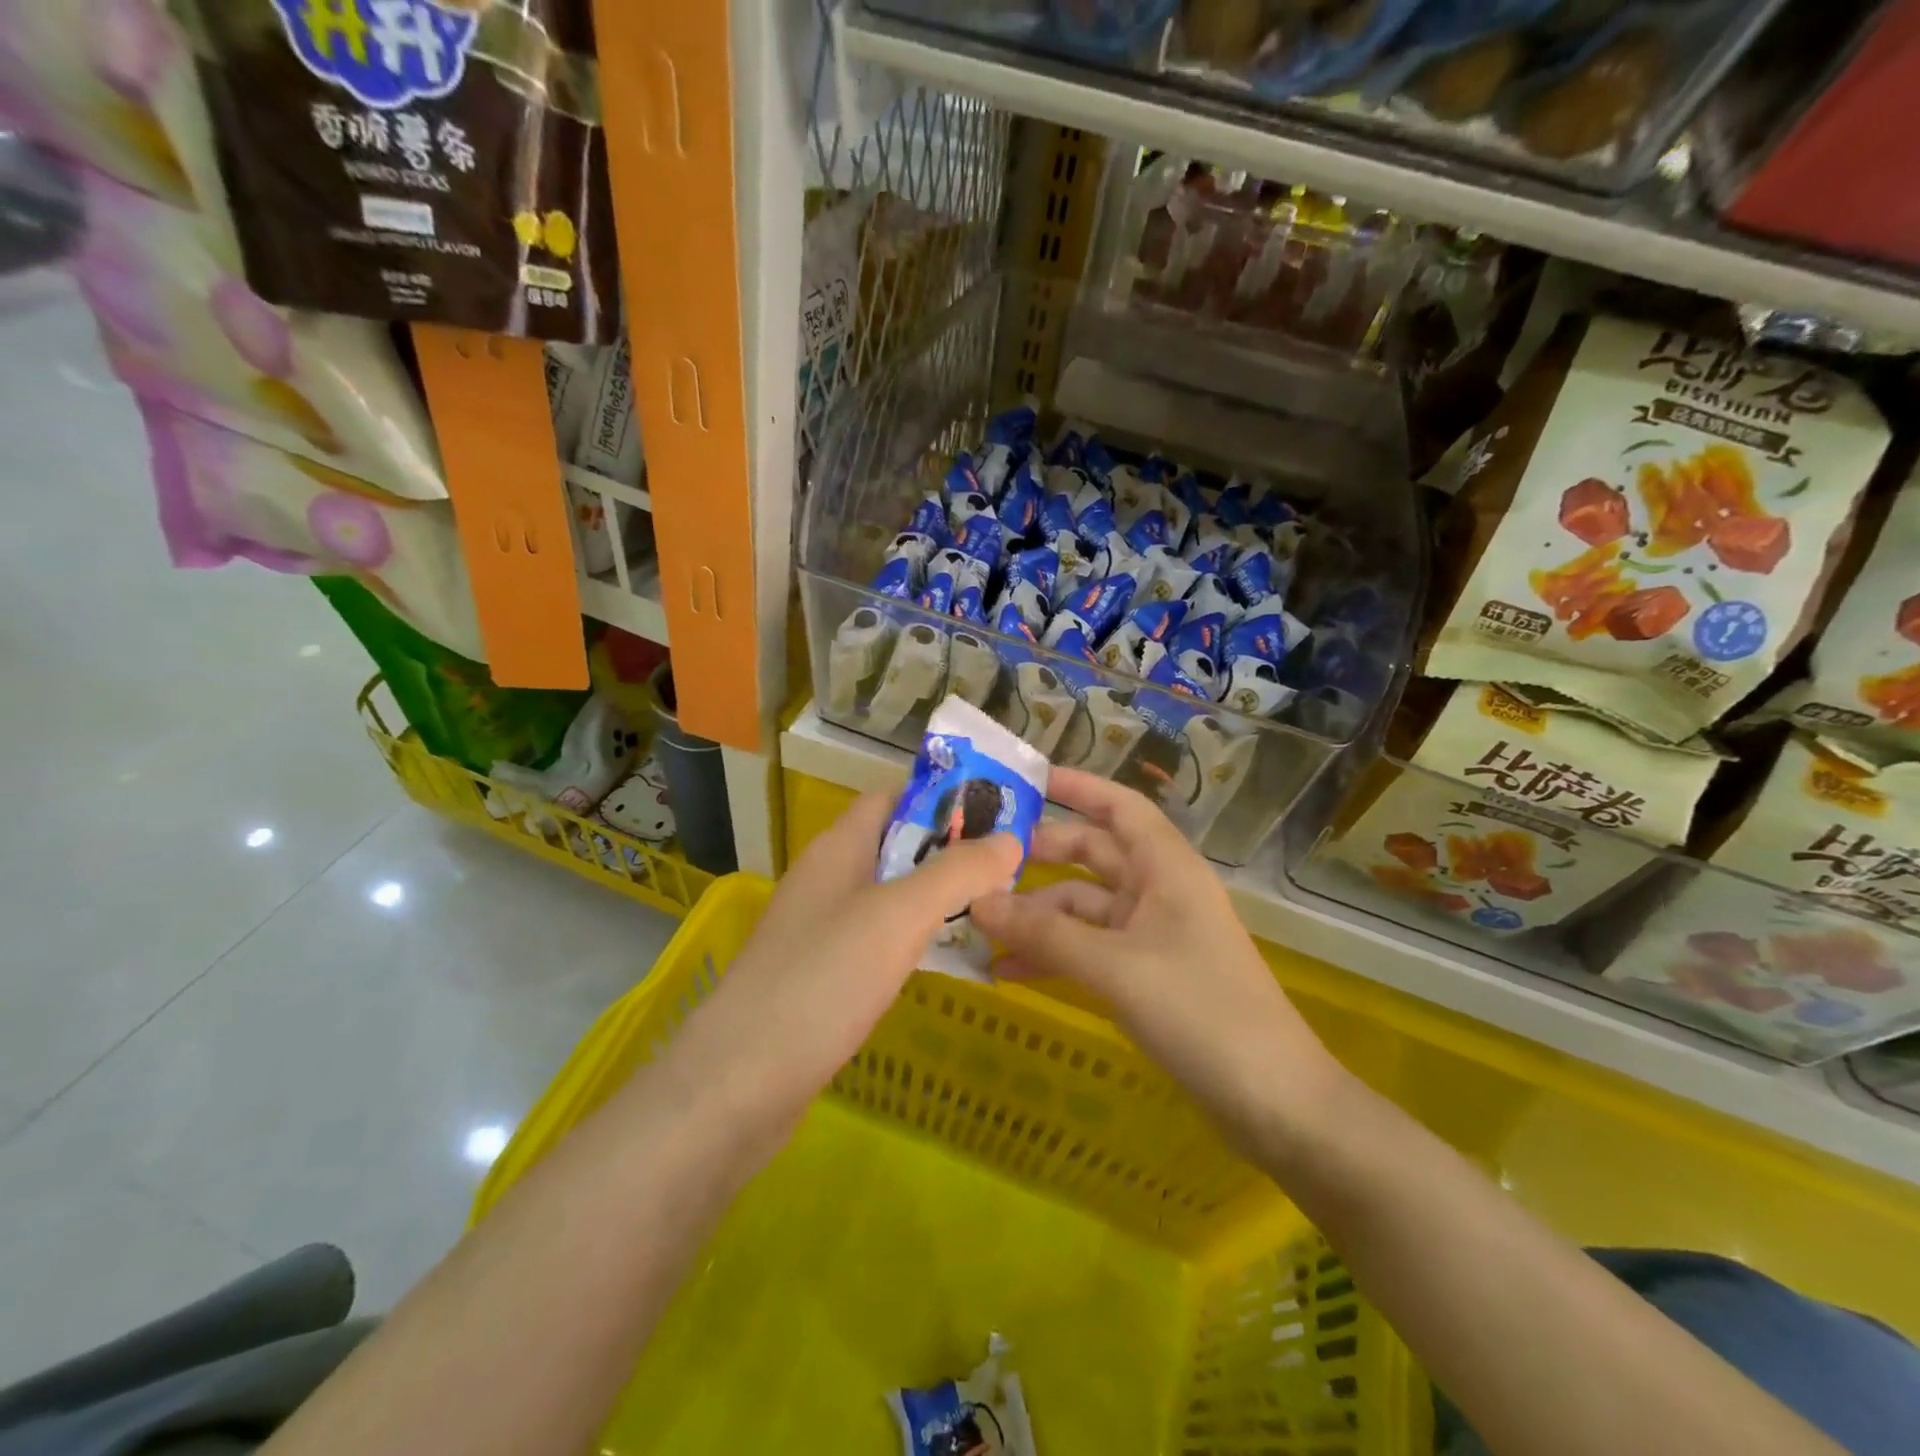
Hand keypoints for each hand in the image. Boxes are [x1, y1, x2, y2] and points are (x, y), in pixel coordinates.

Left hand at [667, 793, 1020, 1140]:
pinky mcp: (823, 980)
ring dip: (935, 899)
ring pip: (889, 899)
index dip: (940, 800)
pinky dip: (914, 942)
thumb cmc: (823, 981)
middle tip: (1010, 867)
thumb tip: (1010, 839)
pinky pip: (878, 944)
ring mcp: (821, 932)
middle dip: (948, 852)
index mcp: (837, 850)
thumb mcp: (898, 916)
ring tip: (994, 908)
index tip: (996, 814)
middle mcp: (826, 881)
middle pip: (895, 849)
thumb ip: (956, 873)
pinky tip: (946, 961)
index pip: (891, 800)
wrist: (739, 1085)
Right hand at [969, 768, 1344, 1149]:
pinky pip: (1089, 950)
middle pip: (1093, 855)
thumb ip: (1045, 935)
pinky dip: (1053, 955)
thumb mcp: (1116, 968)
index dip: (1076, 787)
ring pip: (1084, 908)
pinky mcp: (1146, 976)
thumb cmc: (1201, 1012)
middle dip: (1041, 855)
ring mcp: (1153, 935)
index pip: (1119, 807)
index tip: (1025, 780)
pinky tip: (1008, 971)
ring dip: (1037, 916)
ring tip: (978, 926)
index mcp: (1166, 868)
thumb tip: (977, 903)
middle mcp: (1159, 891)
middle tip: (981, 858)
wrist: (1273, 1102)